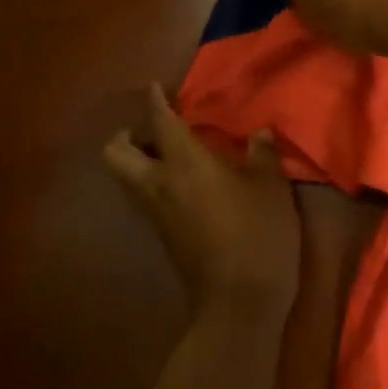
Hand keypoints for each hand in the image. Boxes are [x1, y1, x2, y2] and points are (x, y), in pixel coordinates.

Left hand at [103, 85, 301, 323]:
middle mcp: (159, 185)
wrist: (239, 301)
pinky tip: (185, 186)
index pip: (160, 123)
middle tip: (155, 132)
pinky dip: (153, 184)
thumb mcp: (272, 189)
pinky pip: (143, 199)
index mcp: (185, 164)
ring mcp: (155, 214)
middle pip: (115, 153)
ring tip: (170, 157)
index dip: (156, 101)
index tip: (156, 88)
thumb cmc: (258, 234)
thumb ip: (263, 156)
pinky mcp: (162, 236)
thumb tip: (259, 133)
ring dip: (137, 161)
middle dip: (127, 136)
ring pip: (125, 179)